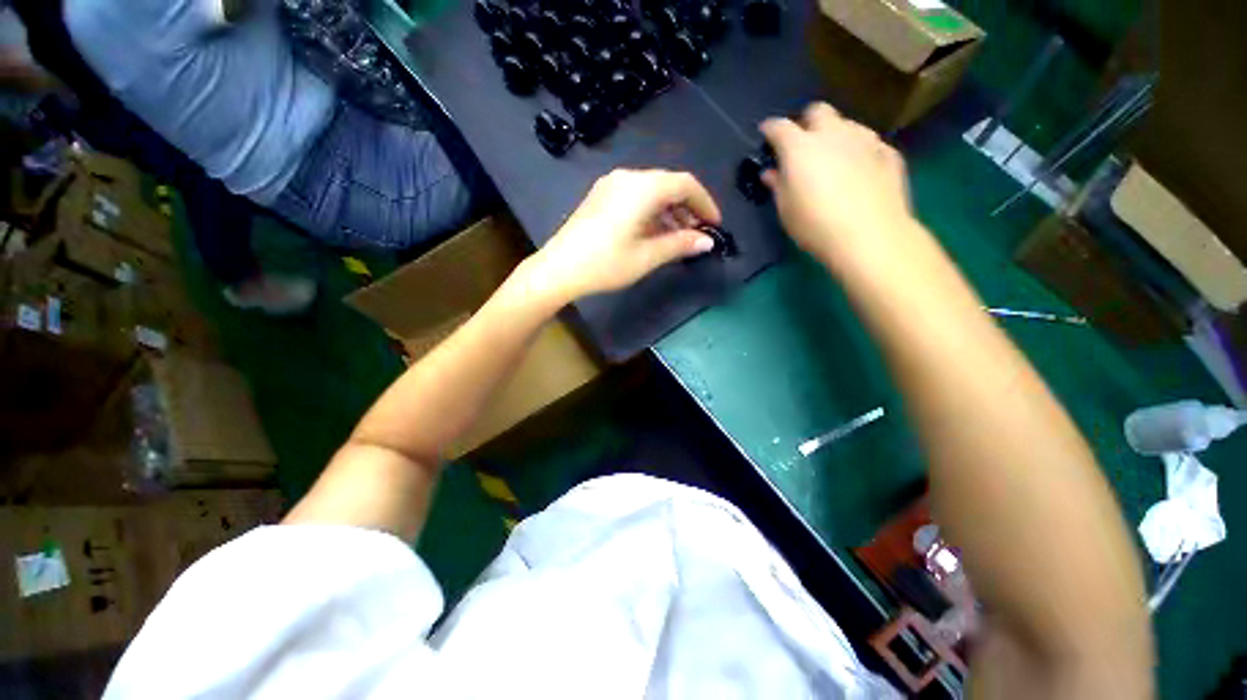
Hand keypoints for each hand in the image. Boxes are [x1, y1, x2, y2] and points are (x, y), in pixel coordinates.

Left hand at [523, 169, 720, 300]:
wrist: (559, 269)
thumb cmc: (606, 264)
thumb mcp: (647, 257)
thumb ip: (680, 244)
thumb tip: (707, 241)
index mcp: (642, 188)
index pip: (685, 184)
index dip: (705, 203)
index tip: (714, 225)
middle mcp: (627, 177)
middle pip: (668, 184)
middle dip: (687, 208)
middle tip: (697, 234)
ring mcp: (610, 184)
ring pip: (651, 190)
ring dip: (669, 211)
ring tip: (677, 238)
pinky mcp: (600, 196)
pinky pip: (635, 196)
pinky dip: (651, 211)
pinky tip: (653, 232)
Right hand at [760, 103, 918, 270]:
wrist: (869, 236)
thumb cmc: (815, 226)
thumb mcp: (786, 210)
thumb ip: (778, 185)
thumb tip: (771, 172)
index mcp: (800, 148)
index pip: (780, 127)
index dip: (770, 129)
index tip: (766, 135)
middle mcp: (833, 134)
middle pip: (818, 111)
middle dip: (806, 123)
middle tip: (802, 145)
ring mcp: (864, 139)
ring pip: (846, 124)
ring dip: (835, 136)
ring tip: (832, 160)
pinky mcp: (888, 152)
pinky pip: (868, 143)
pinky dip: (858, 151)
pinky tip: (858, 172)